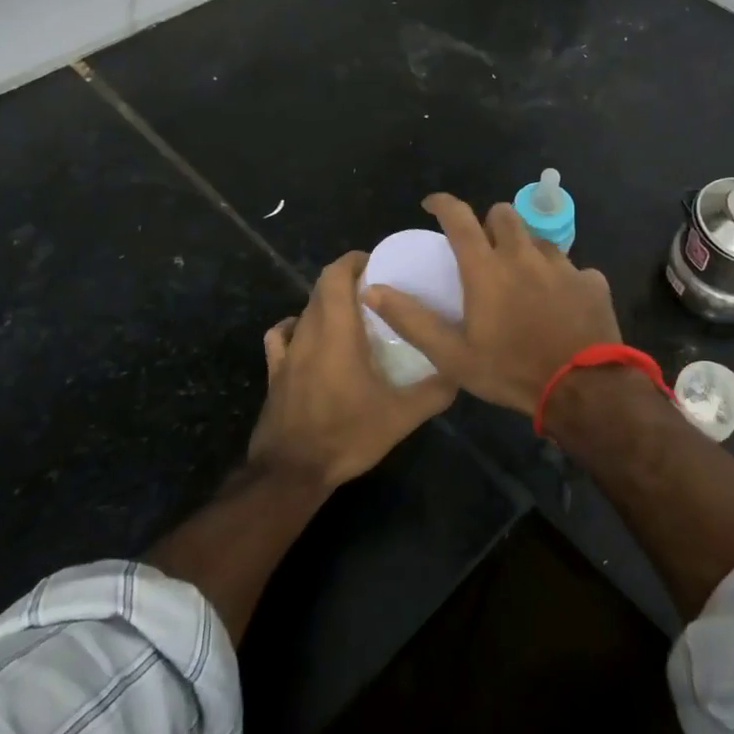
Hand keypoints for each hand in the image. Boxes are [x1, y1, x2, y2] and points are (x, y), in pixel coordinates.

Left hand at [248, 250, 456, 487]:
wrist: (291, 473)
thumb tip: (459, 371)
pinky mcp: (274, 373)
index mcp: (337, 332)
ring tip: (352, 315)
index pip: (336, 276)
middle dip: (346, 279)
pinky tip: (308, 338)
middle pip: (321, 288)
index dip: (354, 261)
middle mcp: (308, 333)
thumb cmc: (346, 435)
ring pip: (304, 310)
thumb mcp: (400, 417)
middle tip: (376, 290)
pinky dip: (296, 327)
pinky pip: (281, 336)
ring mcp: (287, 353)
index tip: (378, 263)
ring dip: (326, 303)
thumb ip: (433, 392)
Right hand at [364, 194, 621, 415]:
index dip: (442, 204)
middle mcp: (524, 255)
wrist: (584, 391)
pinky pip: (572, 269)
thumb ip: (412, 320)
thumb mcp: (453, 356)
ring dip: (525, 250)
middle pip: (504, 214)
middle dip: (490, 223)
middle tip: (484, 249)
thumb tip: (372, 290)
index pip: (459, 217)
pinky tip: (560, 304)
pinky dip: (561, 279)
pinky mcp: (592, 281)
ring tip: (522, 280)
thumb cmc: (511, 371)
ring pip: (538, 240)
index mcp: (487, 268)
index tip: (431, 204)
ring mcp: (563, 266)